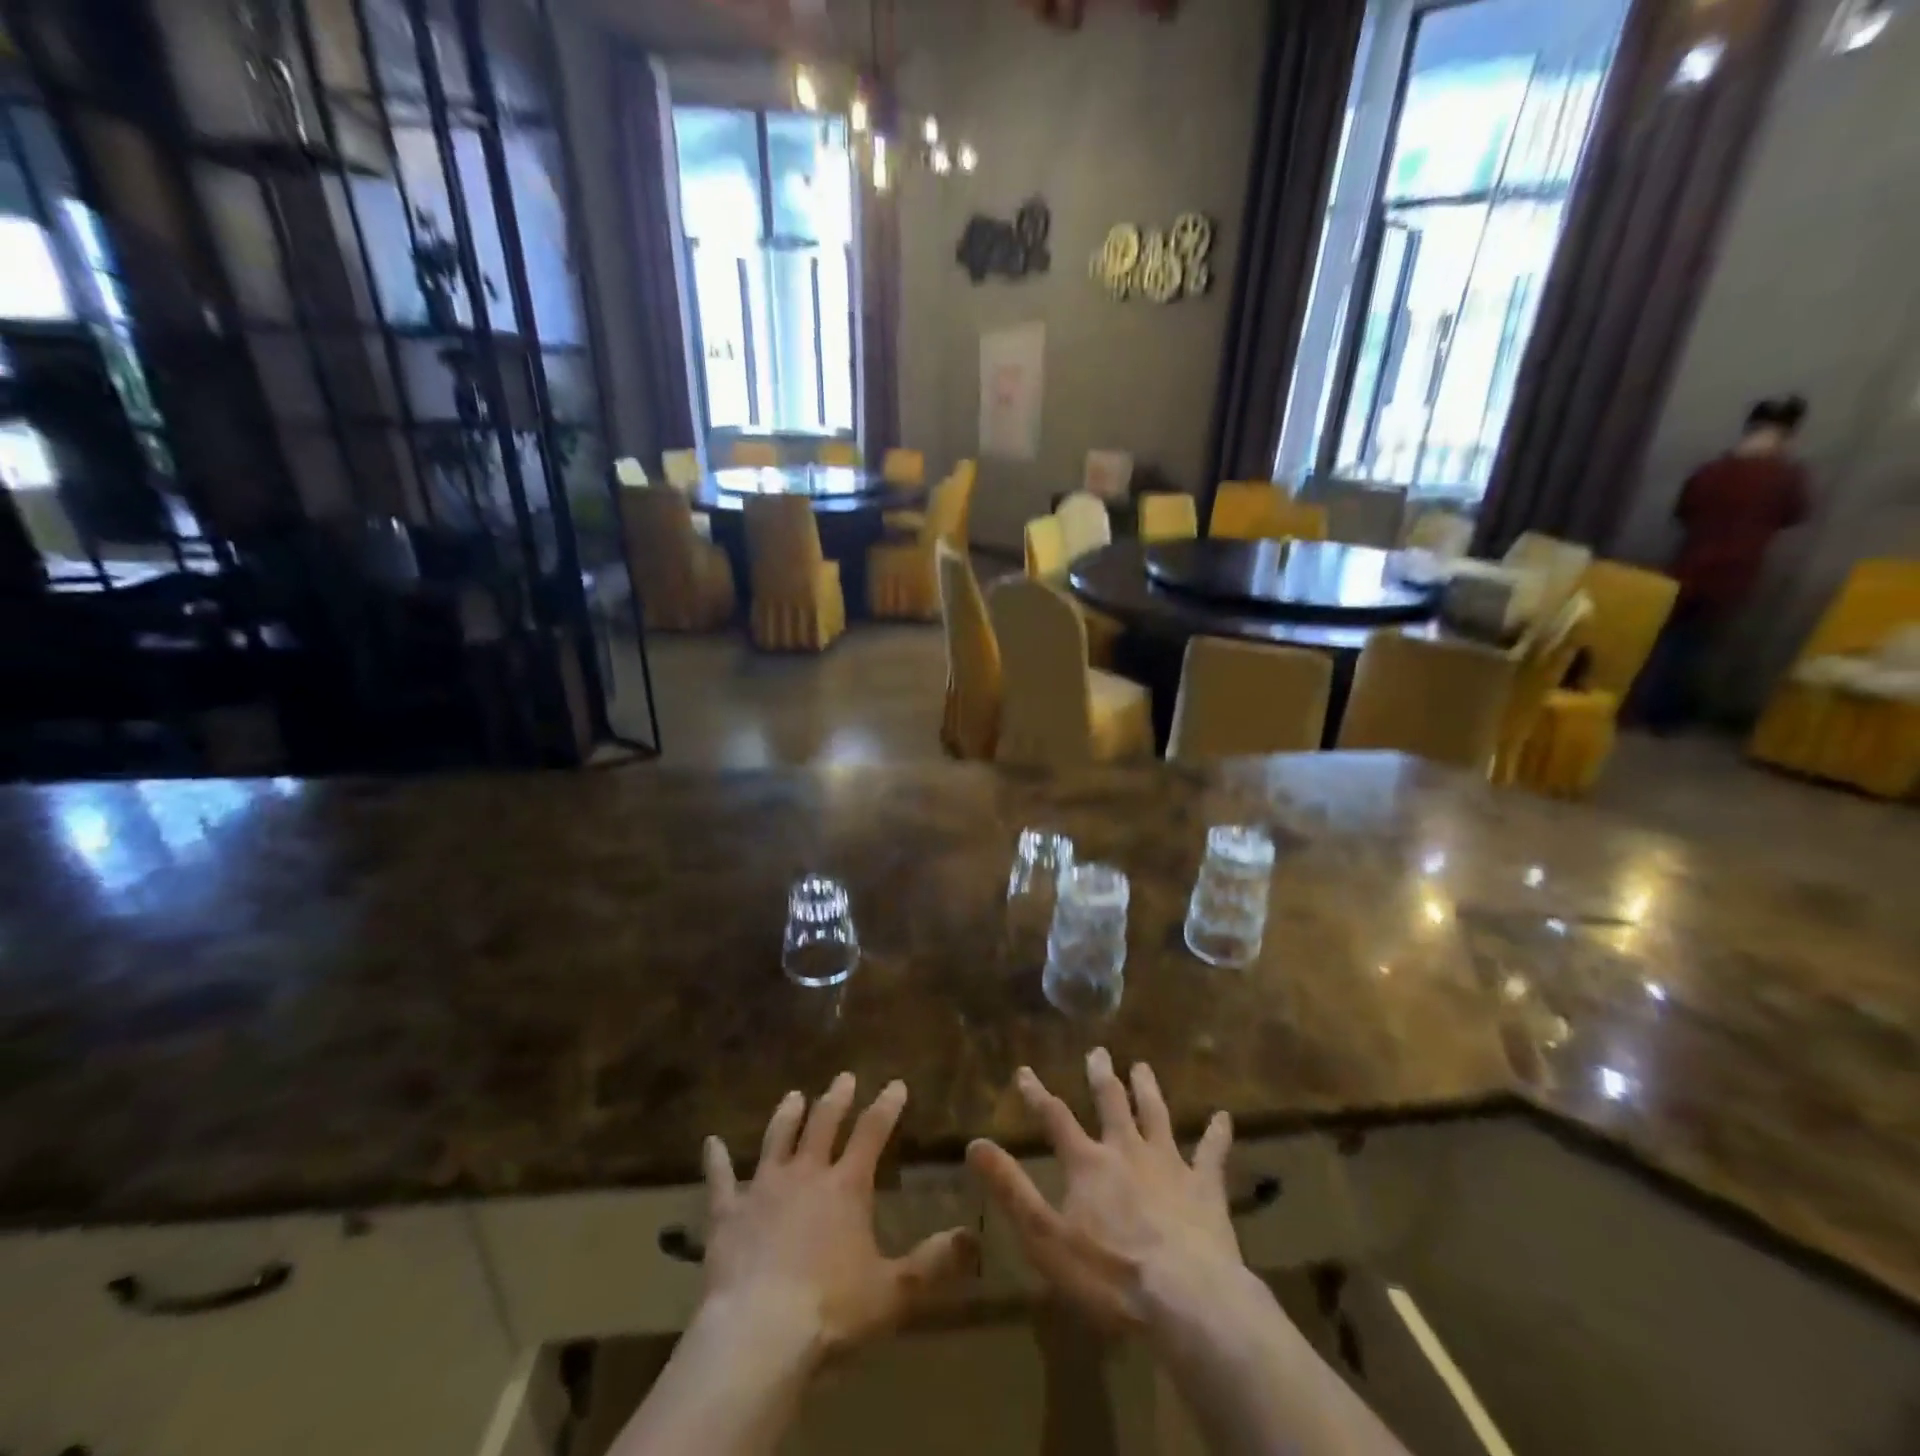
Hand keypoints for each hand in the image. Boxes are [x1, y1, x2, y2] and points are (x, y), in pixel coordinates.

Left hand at [701, 1074, 978, 1361]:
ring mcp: (763, 1189)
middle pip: (823, 1124)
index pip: (873, 1132)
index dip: (886, 1106)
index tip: (896, 1083)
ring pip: (777, 1139)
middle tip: (844, 1077)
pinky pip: (720, 1180)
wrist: (759, 1334)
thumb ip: (934, 1263)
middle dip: (837, 1098)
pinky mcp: (728, 1213)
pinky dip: (715, 1161)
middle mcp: (806, 1173)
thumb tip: (973, 1238)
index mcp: (846, 1186)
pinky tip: (709, 1143)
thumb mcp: (894, 1292)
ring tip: (794, 1095)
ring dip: (787, 1115)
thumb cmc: (831, 1310)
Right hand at [967, 1049, 1242, 1334]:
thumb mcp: (1045, 1237)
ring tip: (1143, 1066)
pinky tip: (1224, 1117)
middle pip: (1111, 1103)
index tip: (1024, 1071)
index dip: (1037, 1094)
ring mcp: (1169, 1164)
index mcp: (1088, 1163)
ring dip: (1147, 1090)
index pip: (1055, 1118)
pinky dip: (1217, 1134)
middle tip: (1099, 1052)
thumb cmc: (1109, 1273)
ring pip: (1156, 1115)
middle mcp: (1126, 1150)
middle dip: (1102, 1076)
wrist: (1186, 1298)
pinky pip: (1212, 1153)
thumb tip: (975, 1144)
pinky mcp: (1204, 1187)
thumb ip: (1011, 1188)